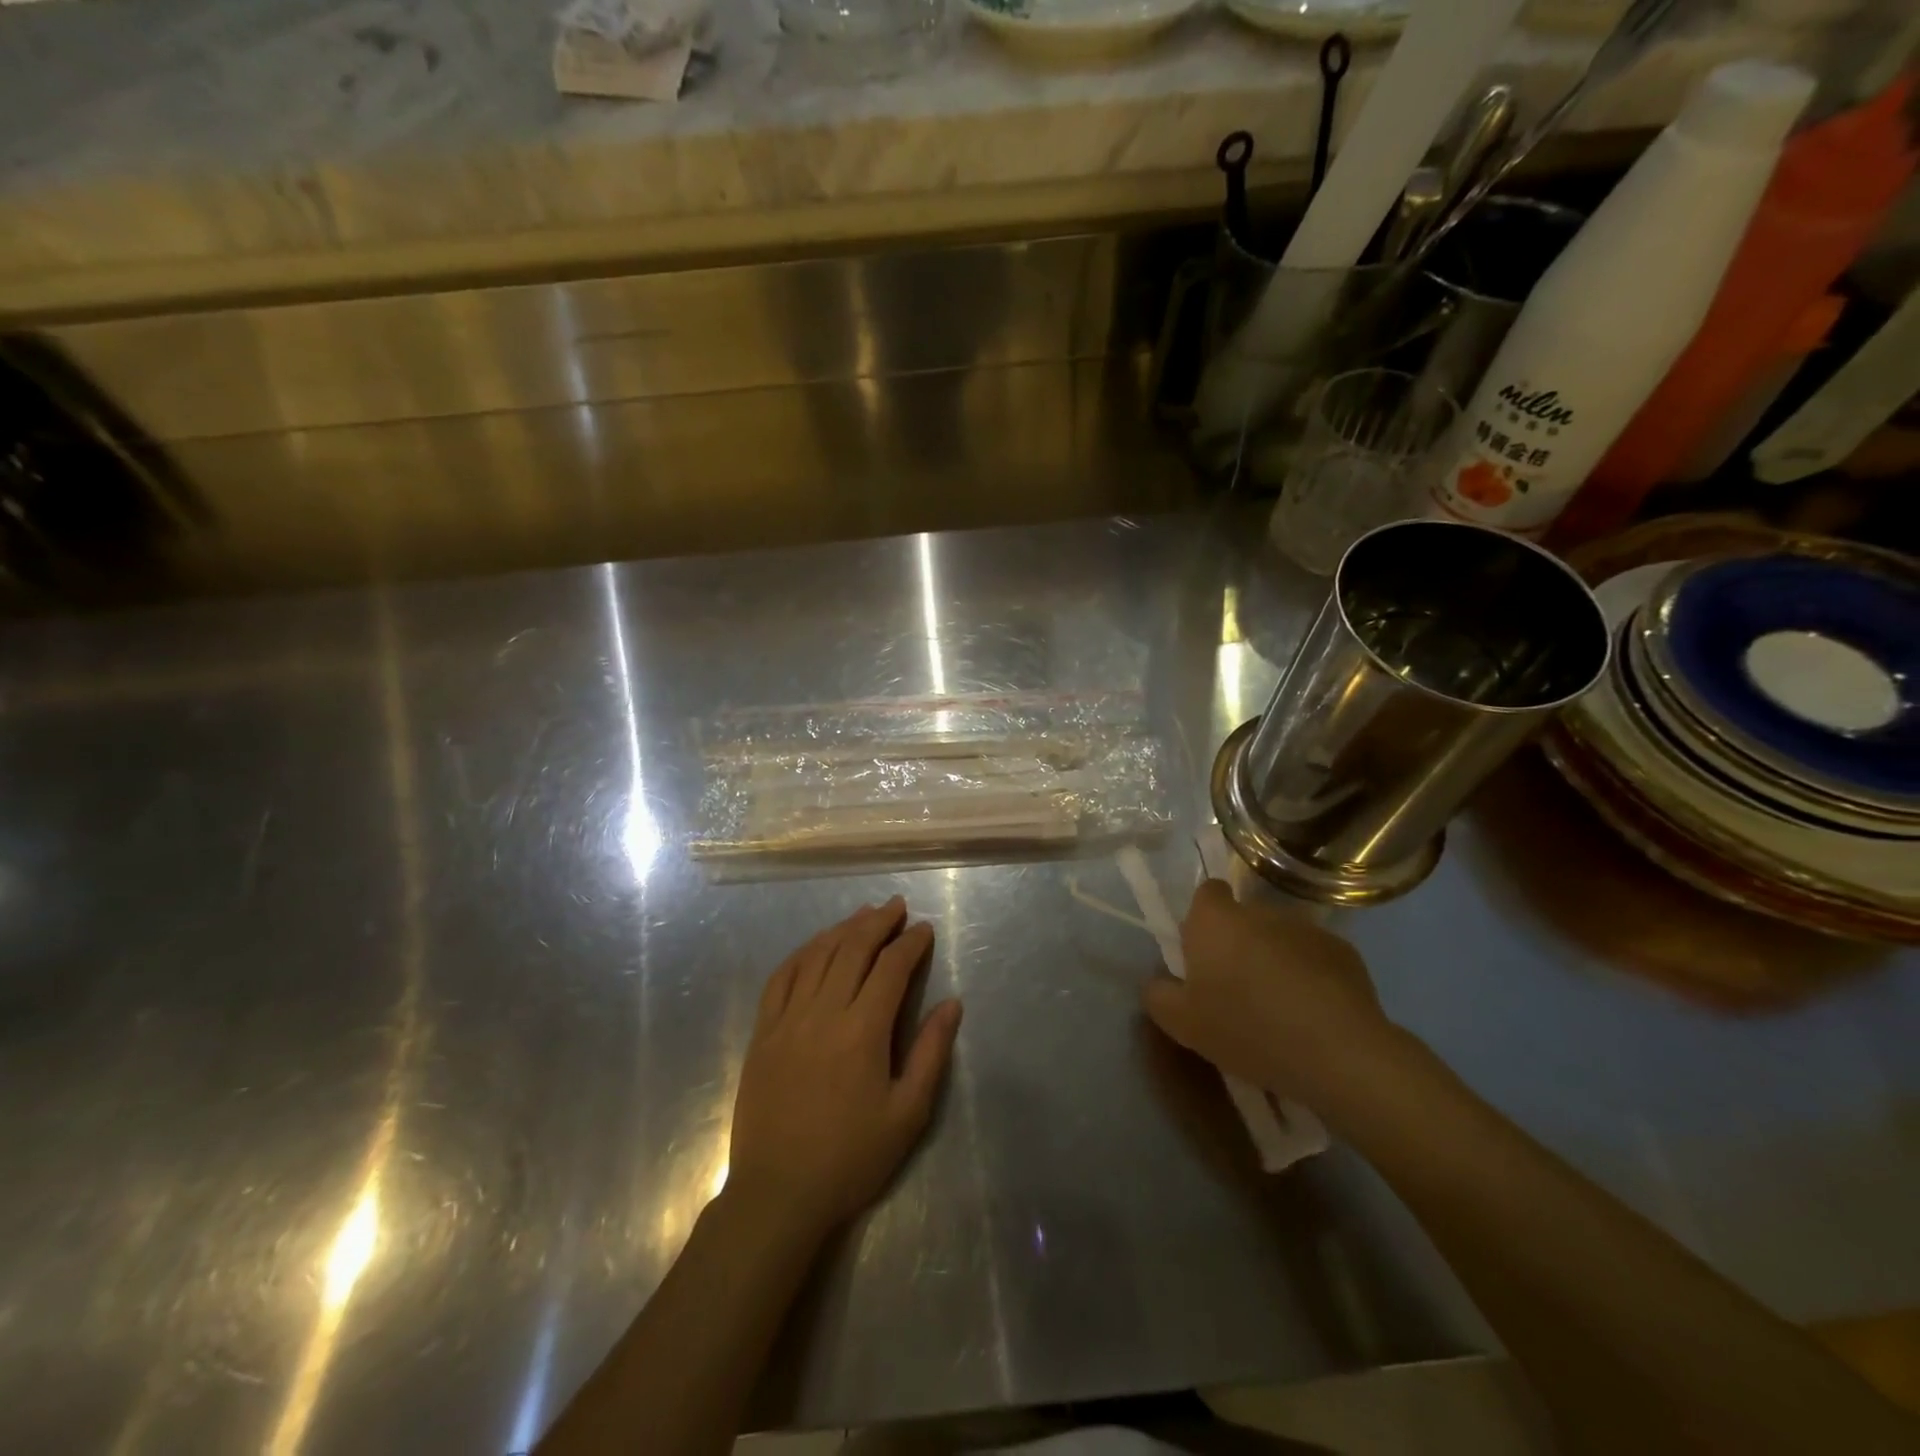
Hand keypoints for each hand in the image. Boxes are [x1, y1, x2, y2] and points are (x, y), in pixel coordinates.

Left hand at [726, 897, 962, 1243]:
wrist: (778, 1194)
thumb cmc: (851, 1158)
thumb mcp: (907, 1114)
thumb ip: (930, 1053)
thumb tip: (952, 1005)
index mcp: (862, 1031)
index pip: (890, 968)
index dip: (910, 943)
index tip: (924, 929)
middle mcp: (823, 1013)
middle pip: (852, 950)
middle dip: (878, 923)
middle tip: (896, 907)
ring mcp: (787, 1020)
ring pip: (817, 956)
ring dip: (842, 929)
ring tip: (863, 915)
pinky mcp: (763, 1033)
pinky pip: (781, 977)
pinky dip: (802, 953)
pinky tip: (815, 945)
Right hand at [1143, 879, 1406, 1109]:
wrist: (1337, 1053)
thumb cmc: (1246, 1029)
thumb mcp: (1182, 1025)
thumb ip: (1158, 995)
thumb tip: (1159, 983)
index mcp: (1215, 920)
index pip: (1207, 892)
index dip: (1203, 918)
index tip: (1204, 953)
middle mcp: (1260, 912)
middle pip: (1243, 918)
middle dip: (1239, 944)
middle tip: (1237, 990)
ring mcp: (1306, 929)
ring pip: (1280, 938)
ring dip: (1275, 960)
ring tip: (1280, 1009)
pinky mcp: (1345, 953)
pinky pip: (1316, 958)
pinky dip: (1312, 977)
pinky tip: (1314, 1016)